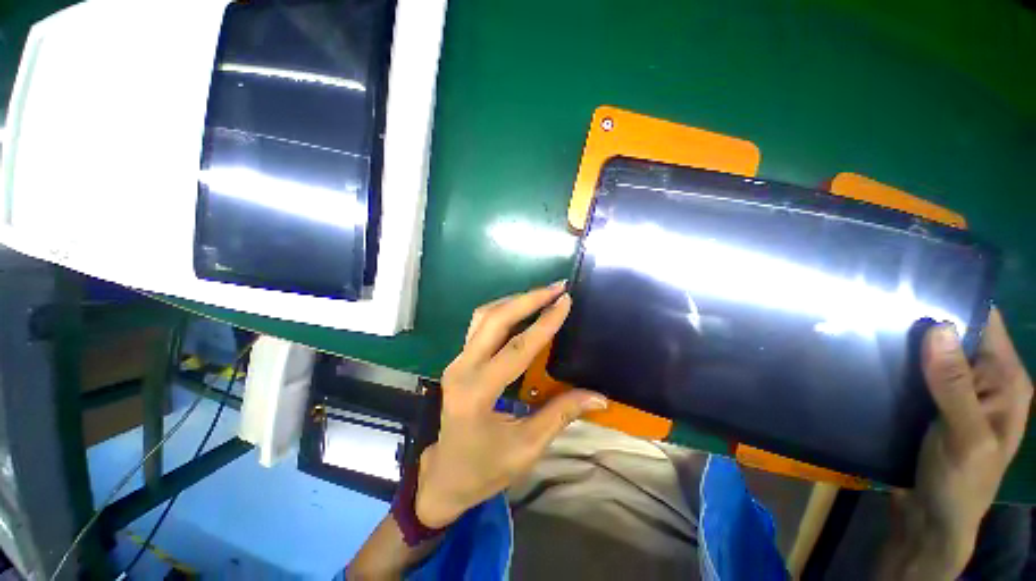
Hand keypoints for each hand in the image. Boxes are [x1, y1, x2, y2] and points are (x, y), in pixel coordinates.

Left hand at [415, 283, 607, 528]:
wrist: (445, 475)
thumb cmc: (485, 469)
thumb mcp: (527, 447)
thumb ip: (561, 414)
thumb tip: (599, 397)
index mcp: (478, 393)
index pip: (517, 349)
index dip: (545, 323)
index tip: (565, 301)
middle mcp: (462, 369)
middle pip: (495, 320)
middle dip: (528, 299)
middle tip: (556, 288)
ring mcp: (456, 361)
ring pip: (484, 317)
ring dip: (514, 301)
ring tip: (542, 294)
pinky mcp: (458, 360)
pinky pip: (480, 325)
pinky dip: (503, 311)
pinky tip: (521, 309)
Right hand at [882, 309, 1032, 577]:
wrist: (931, 521)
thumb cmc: (961, 483)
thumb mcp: (966, 438)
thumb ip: (956, 386)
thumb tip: (937, 327)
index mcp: (1005, 380)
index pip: (984, 324)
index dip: (954, 303)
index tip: (911, 287)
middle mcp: (982, 380)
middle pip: (953, 337)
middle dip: (921, 323)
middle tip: (876, 309)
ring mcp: (952, 393)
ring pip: (927, 355)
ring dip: (903, 345)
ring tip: (864, 329)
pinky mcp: (927, 404)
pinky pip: (911, 375)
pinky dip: (893, 365)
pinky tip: (869, 359)